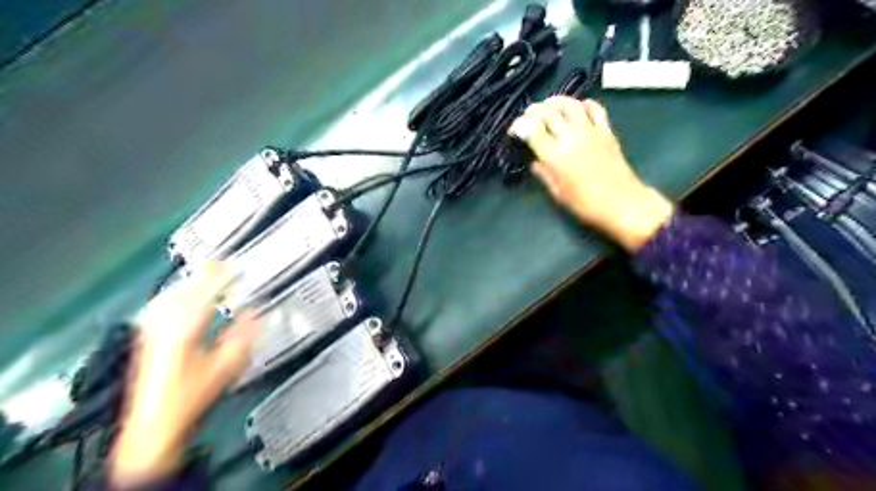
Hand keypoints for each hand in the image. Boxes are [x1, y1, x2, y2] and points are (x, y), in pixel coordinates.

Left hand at [111, 263, 257, 488]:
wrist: (156, 423)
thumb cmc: (194, 395)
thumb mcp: (227, 366)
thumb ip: (243, 335)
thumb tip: (254, 312)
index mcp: (185, 329)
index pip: (204, 292)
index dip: (222, 276)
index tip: (237, 266)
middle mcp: (164, 324)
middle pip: (184, 289)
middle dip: (205, 274)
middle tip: (225, 265)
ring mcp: (151, 330)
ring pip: (170, 295)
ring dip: (190, 283)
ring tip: (208, 276)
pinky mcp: (146, 337)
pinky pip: (160, 305)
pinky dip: (175, 295)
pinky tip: (181, 296)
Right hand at [510, 97, 671, 251]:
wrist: (622, 203)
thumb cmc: (585, 204)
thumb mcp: (557, 193)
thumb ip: (543, 173)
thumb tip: (534, 161)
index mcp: (555, 155)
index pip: (532, 128)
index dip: (519, 125)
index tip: (514, 130)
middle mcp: (570, 137)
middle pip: (548, 112)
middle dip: (533, 111)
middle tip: (527, 116)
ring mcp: (590, 130)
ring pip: (569, 103)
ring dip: (554, 101)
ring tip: (547, 106)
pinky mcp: (606, 130)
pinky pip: (594, 107)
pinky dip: (582, 103)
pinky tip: (576, 109)